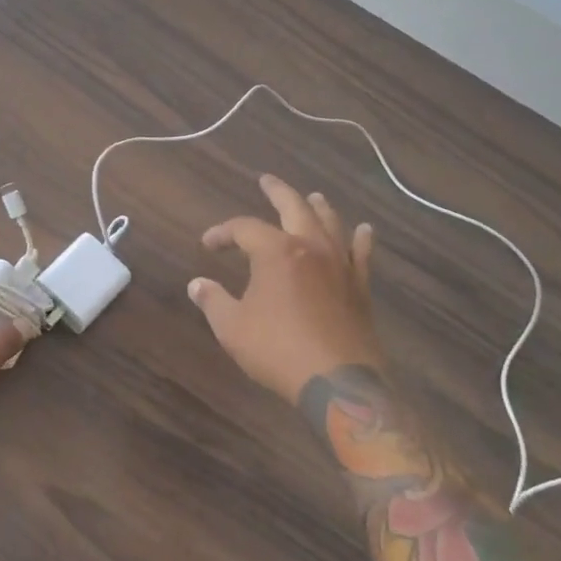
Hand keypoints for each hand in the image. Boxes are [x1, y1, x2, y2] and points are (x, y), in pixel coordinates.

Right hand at [188, 175, 383, 403]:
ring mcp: (340, 264)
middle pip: (294, 207)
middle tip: (267, 180)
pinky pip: (362, 254)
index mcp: (275, 251)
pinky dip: (361, 239)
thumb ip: (213, 300)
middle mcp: (310, 247)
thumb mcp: (232, 327)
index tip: (208, 244)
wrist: (337, 380)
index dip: (223, 232)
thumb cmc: (277, 349)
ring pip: (330, 223)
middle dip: (277, 191)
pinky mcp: (360, 286)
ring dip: (319, 207)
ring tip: (313, 197)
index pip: (243, 228)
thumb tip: (197, 284)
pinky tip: (364, 230)